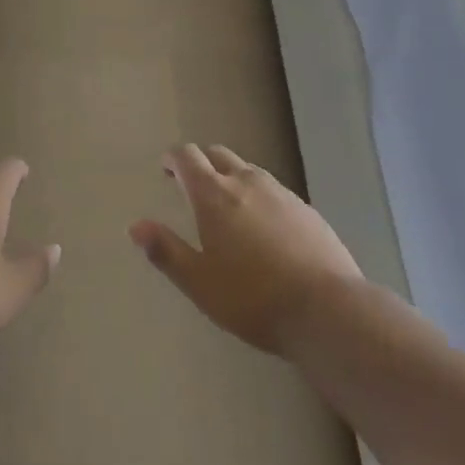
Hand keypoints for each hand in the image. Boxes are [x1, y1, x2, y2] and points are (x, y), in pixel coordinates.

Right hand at [130, 144, 364, 355]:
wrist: (328, 310)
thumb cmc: (253, 298)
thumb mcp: (200, 283)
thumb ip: (166, 251)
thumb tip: (135, 225)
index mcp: (214, 194)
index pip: (187, 156)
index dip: (173, 158)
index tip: (166, 168)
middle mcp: (246, 182)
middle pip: (218, 155)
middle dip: (201, 163)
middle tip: (191, 184)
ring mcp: (280, 192)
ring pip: (248, 170)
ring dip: (231, 178)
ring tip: (227, 206)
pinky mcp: (306, 210)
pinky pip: (274, 191)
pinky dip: (259, 197)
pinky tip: (264, 227)